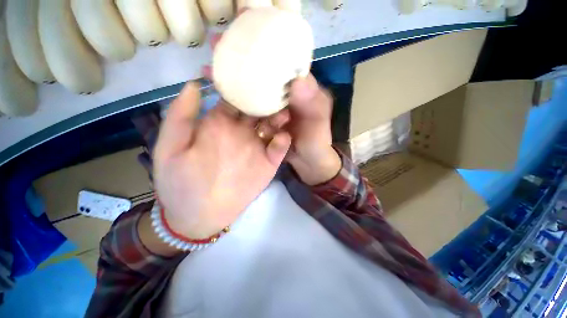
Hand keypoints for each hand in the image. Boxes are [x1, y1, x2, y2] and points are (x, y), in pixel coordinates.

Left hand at [153, 82, 290, 238]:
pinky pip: (279, 148)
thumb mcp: (171, 148)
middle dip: (267, 97)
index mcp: (220, 124)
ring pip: (272, 126)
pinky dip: (283, 141)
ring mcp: (257, 148)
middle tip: (279, 87)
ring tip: (285, 111)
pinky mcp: (268, 163)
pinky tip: (283, 137)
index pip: (234, 98)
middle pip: (257, 109)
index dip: (243, 85)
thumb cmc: (180, 182)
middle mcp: (241, 132)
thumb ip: (181, 117)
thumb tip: (195, 84)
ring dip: (279, 117)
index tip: (254, 71)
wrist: (200, 215)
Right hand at [205, 29, 338, 185]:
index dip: (266, 48)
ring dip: (234, 79)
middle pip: (263, 73)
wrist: (307, 161)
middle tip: (217, 46)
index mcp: (300, 88)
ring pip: (253, 89)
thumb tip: (297, 79)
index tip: (243, 34)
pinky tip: (220, 94)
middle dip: (242, 60)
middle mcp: (285, 93)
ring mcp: (272, 107)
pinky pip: (249, 108)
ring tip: (210, 68)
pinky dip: (236, 101)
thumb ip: (312, 102)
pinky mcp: (264, 120)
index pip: (283, 62)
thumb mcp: (318, 122)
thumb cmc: (316, 142)